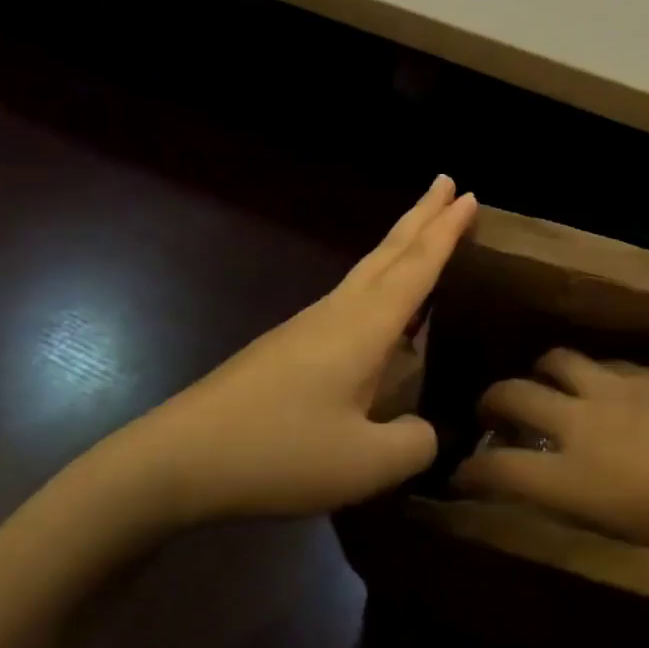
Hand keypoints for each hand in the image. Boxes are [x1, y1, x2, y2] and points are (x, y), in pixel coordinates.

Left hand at [99, 177, 475, 525]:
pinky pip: (352, 295)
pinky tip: (381, 305)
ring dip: (400, 242)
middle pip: (390, 251)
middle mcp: (340, 311)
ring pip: (368, 268)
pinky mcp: (290, 344)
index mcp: (364, 327)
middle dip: (423, 215)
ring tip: (423, 228)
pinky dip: (380, 277)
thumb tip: (426, 430)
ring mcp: (310, 325)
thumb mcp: (362, 465)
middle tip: (448, 182)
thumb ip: (412, 444)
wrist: (178, 457)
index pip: (417, 267)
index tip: (470, 195)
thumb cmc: (278, 452)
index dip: (447, 232)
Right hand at [455, 350, 648, 565]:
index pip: (500, 470)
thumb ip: (601, 539)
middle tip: (489, 412)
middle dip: (492, 401)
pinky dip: (590, 371)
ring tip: (543, 385)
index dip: (471, 474)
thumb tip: (573, 535)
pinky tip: (605, 385)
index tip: (458, 477)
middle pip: (515, 394)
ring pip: (557, 361)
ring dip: (540, 372)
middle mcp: (582, 423)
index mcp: (575, 479)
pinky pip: (604, 361)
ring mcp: (616, 387)